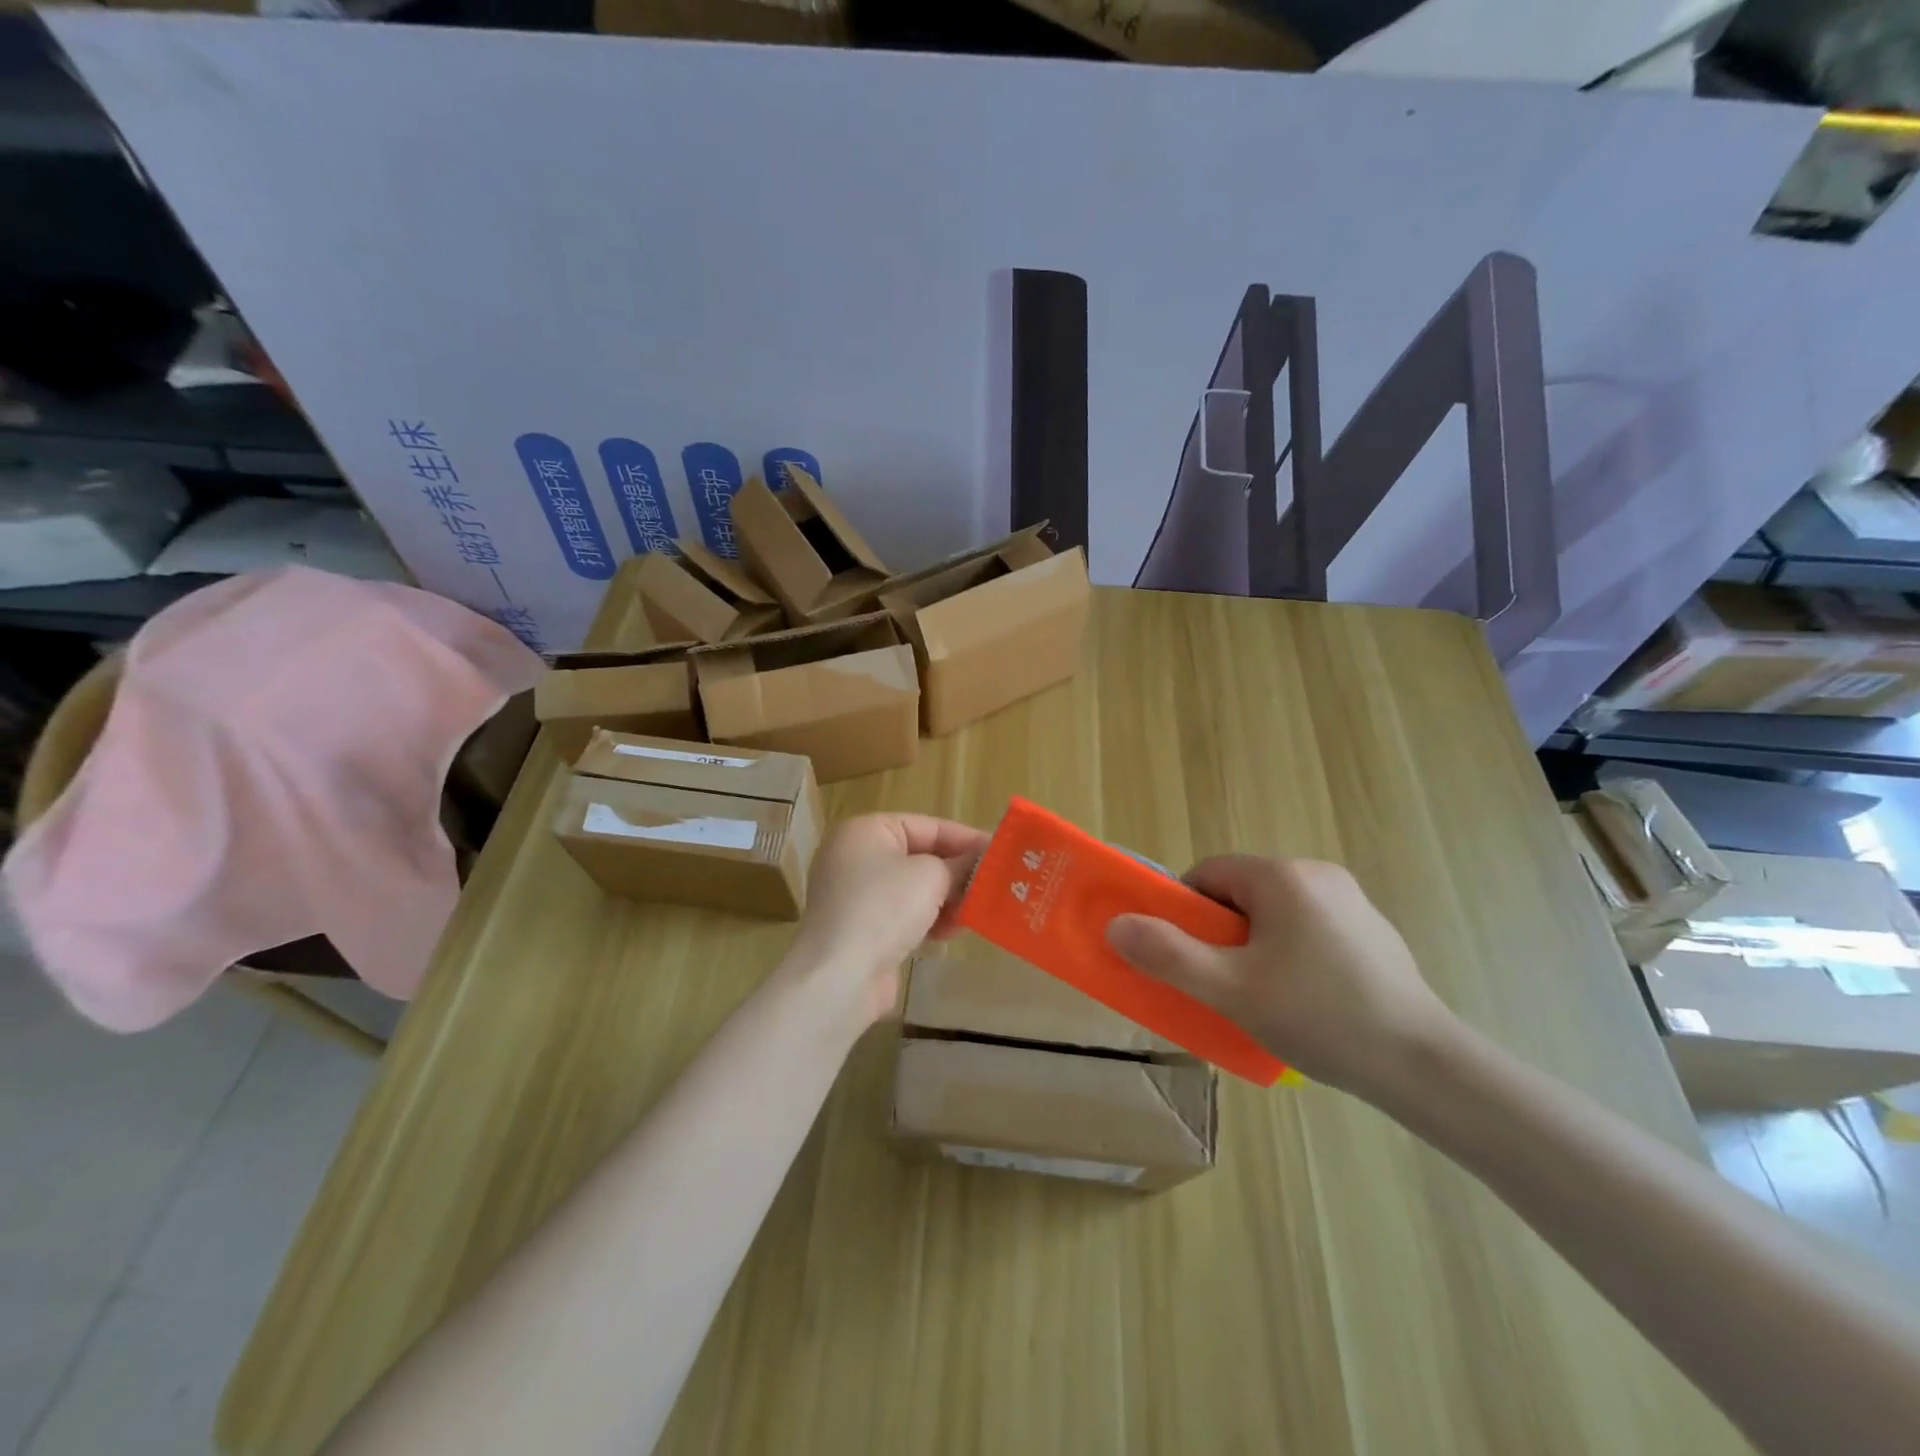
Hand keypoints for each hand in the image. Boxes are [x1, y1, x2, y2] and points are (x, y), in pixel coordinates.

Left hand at [785, 813, 989, 1028]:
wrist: (840, 977)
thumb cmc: (884, 908)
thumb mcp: (931, 876)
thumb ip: (960, 864)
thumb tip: (980, 861)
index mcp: (866, 830)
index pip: (927, 826)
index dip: (966, 839)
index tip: (1001, 852)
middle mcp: (857, 857)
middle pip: (921, 857)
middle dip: (957, 872)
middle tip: (995, 883)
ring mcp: (856, 895)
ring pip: (914, 889)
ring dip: (947, 899)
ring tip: (978, 910)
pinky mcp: (862, 929)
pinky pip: (904, 914)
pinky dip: (929, 920)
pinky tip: (953, 932)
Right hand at [1106, 856, 1457, 1100]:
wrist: (1425, 1066)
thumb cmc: (1319, 1017)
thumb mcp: (1230, 990)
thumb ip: (1168, 955)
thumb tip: (1116, 925)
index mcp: (1282, 877)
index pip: (1208, 874)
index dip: (1185, 914)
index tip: (1188, 958)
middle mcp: (1317, 874)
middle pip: (1240, 893)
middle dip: (1221, 935)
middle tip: (1223, 984)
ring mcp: (1351, 901)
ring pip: (1274, 913)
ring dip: (1255, 946)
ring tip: (1263, 999)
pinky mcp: (1372, 931)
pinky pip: (1308, 929)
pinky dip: (1292, 954)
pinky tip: (1306, 1001)